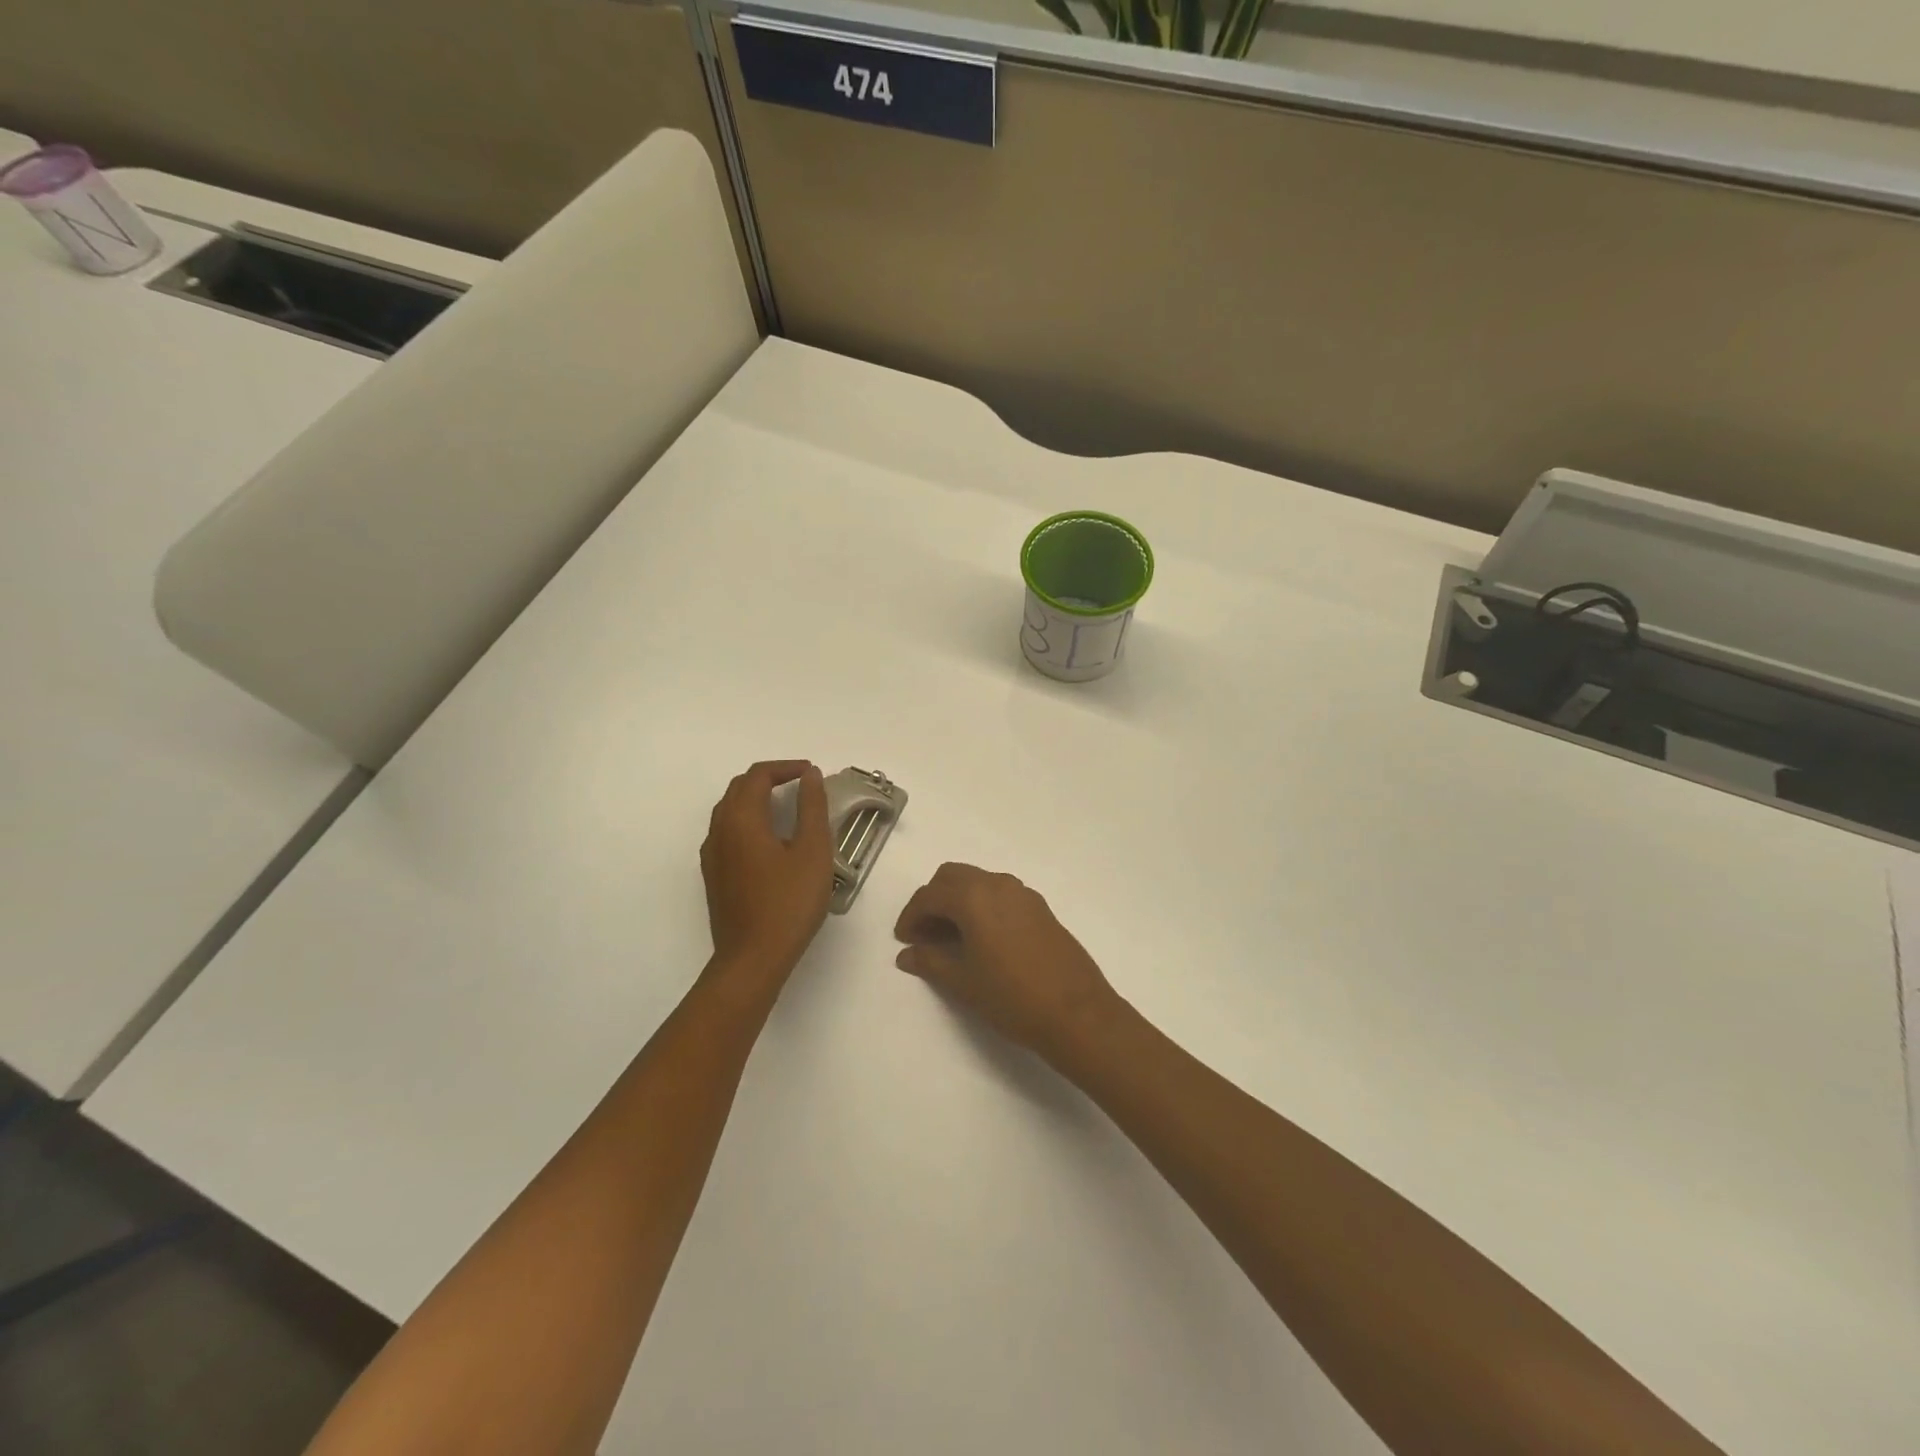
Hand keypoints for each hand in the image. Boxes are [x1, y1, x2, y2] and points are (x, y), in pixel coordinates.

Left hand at [701, 761, 832, 983]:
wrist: (752, 959)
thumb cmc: (788, 903)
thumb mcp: (813, 851)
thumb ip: (812, 808)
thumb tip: (809, 776)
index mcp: (741, 819)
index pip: (758, 776)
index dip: (785, 768)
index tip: (812, 774)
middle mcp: (719, 830)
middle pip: (739, 789)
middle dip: (769, 779)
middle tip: (802, 786)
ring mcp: (712, 855)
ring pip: (730, 810)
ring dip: (756, 799)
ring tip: (788, 808)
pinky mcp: (714, 876)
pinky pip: (727, 832)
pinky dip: (749, 821)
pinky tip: (770, 841)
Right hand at [893, 863, 1121, 1061]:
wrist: (1077, 1013)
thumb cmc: (1012, 997)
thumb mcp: (963, 982)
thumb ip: (930, 961)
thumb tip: (907, 954)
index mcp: (974, 896)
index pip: (930, 895)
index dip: (911, 916)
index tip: (904, 941)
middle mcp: (998, 884)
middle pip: (953, 877)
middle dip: (933, 900)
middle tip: (924, 935)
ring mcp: (1023, 894)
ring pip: (979, 882)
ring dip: (958, 901)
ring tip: (951, 939)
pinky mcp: (1041, 908)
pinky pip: (1000, 894)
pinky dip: (982, 906)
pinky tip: (981, 940)